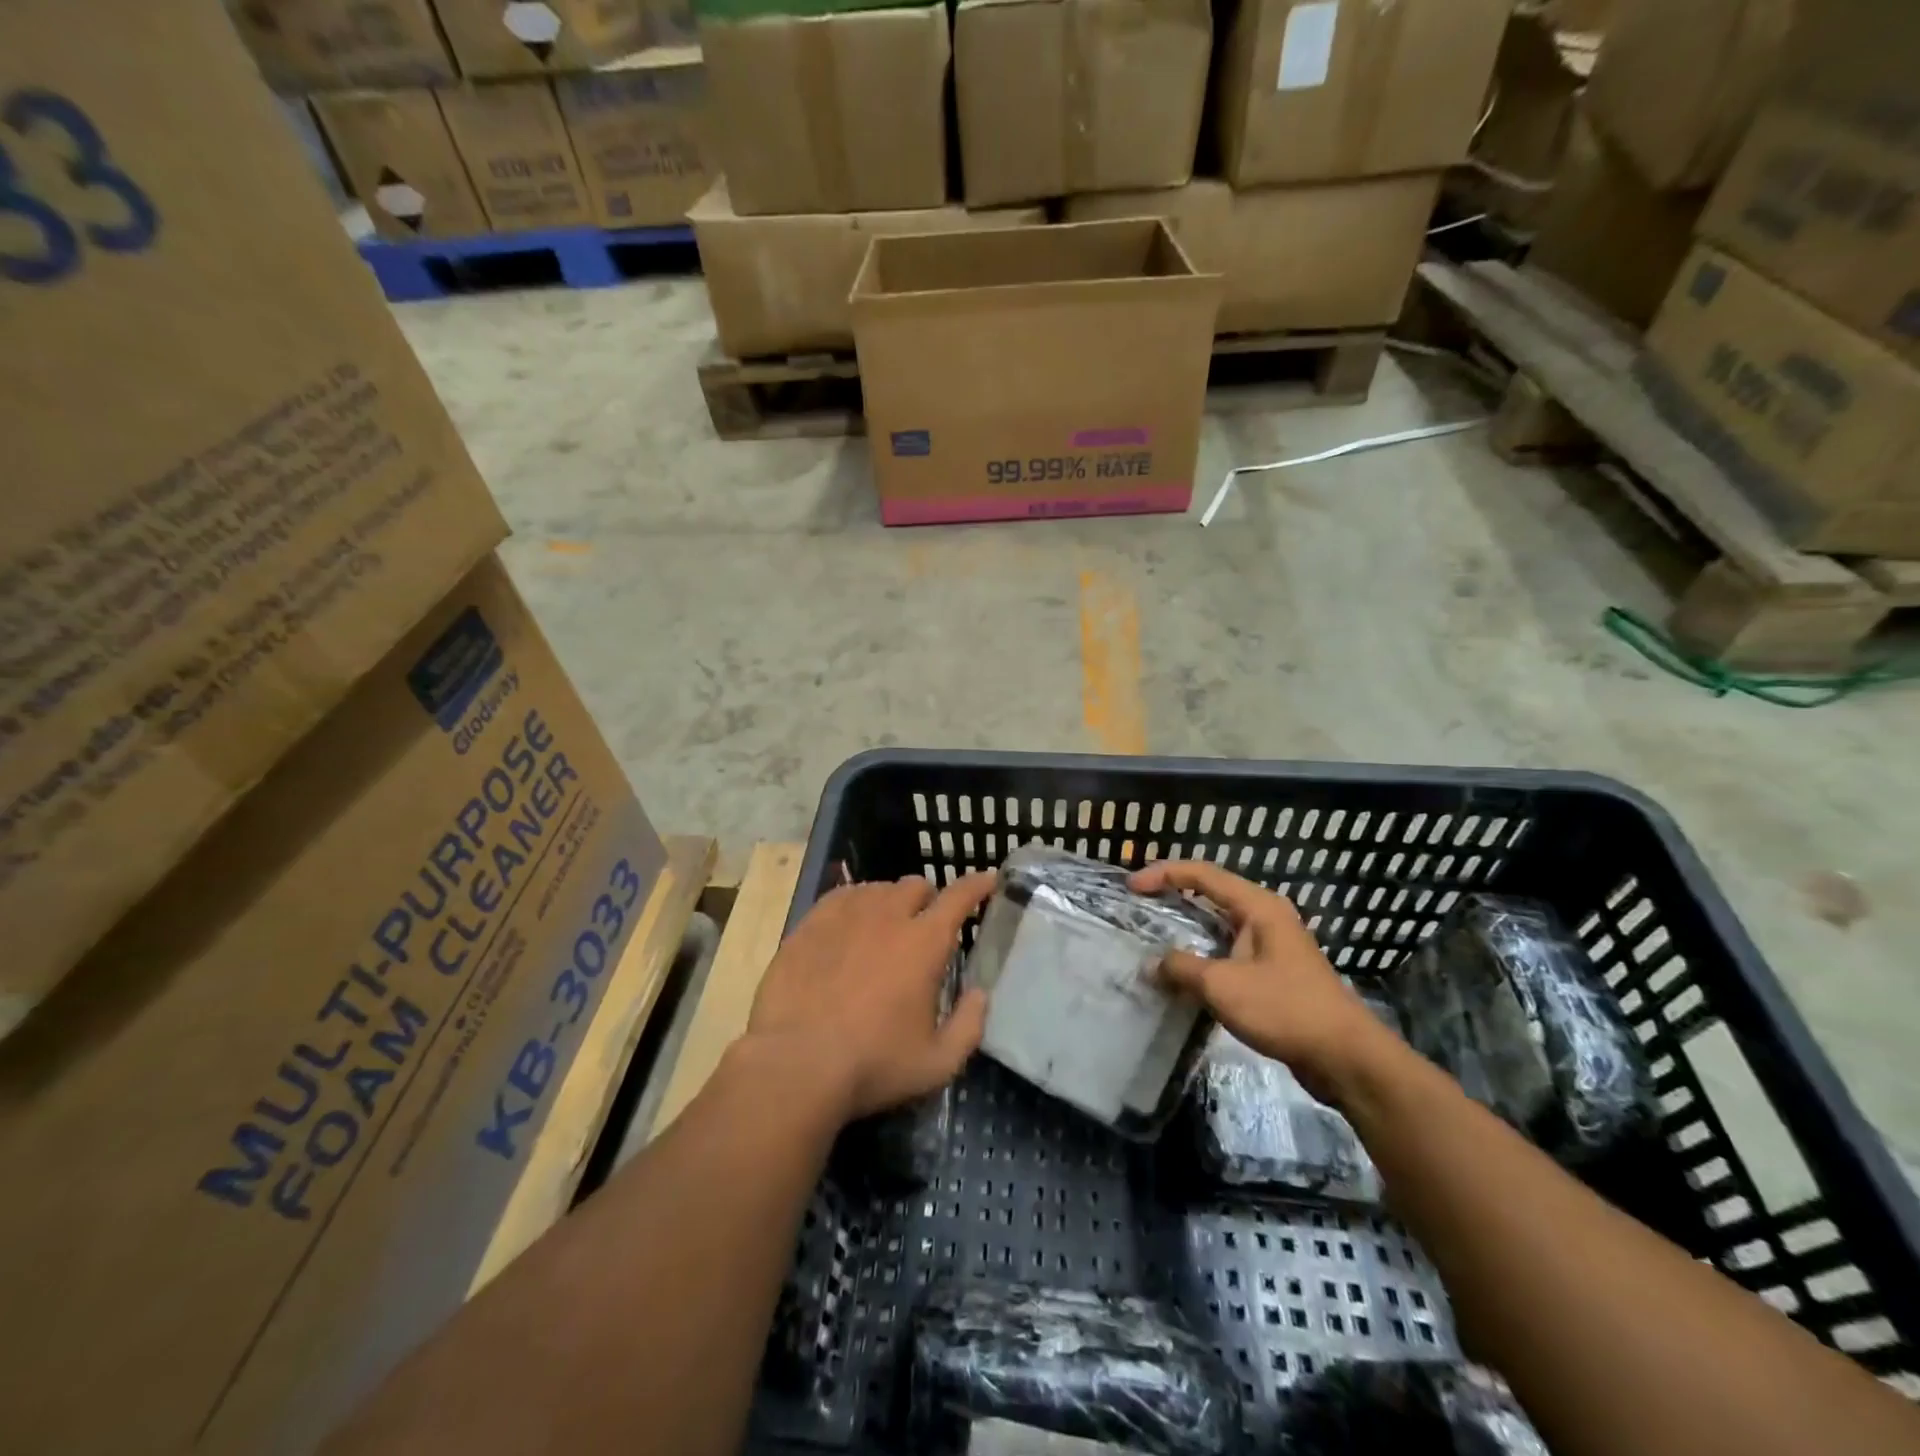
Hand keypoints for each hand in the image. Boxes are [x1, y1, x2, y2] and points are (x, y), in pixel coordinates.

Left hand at [745, 872, 996, 1122]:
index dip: (978, 884)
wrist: (795, 1065)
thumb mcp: (937, 1063)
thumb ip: (969, 1026)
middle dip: (927, 900)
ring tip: (883, 930)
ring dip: (890, 903)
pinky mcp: (810, 923)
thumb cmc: (872, 1065)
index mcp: (924, 942)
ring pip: (877, 889)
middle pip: (916, 886)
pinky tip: (848, 928)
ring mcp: (845, 915)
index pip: (959, 897)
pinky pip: (840, 897)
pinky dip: (854, 905)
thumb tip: (980, 995)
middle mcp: (888, 916)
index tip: (989, 879)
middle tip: (923, 928)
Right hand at [1129, 860, 1397, 1099]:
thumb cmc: (1284, 1009)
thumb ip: (1181, 968)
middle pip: (1212, 894)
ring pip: (1220, 925)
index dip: (1164, 874)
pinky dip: (1203, 955)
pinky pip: (1229, 952)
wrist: (1346, 1057)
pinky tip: (1184, 974)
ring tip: (1154, 937)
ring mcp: (1273, 945)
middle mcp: (1266, 917)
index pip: (1202, 874)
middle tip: (1140, 905)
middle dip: (1174, 896)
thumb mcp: (1223, 985)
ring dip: (1187, 929)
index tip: (1131, 887)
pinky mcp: (1274, 973)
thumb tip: (1150, 964)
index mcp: (1258, 906)